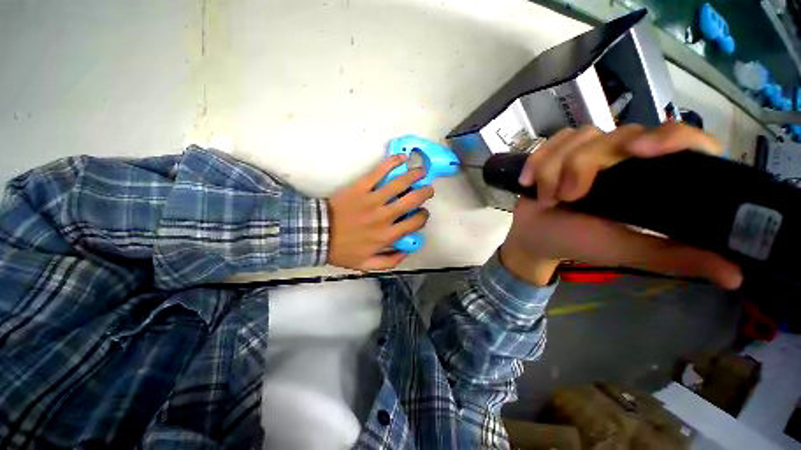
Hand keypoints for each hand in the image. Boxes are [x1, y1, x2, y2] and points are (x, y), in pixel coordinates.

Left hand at [328, 155, 433, 269]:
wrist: (317, 234)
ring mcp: (373, 199)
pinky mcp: (361, 187)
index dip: (423, 217)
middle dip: (425, 192)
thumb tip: (406, 252)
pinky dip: (392, 163)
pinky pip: (378, 172)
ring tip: (421, 170)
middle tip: (427, 189)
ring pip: (400, 184)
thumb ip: (390, 262)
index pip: (415, 223)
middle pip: (412, 200)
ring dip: (414, 175)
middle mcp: (384, 216)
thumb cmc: (342, 250)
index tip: (421, 213)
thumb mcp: (366, 265)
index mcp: (387, 235)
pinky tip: (401, 158)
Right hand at [500, 123, 742, 288]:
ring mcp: (589, 151)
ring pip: (579, 137)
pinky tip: (529, 181)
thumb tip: (736, 275)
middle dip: (583, 166)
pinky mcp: (558, 151)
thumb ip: (674, 257)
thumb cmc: (578, 243)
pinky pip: (551, 141)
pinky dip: (538, 161)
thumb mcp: (626, 250)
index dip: (672, 137)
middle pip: (617, 135)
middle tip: (568, 198)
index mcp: (650, 179)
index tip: (642, 151)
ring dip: (554, 170)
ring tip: (548, 198)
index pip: (683, 139)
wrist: (534, 236)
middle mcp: (625, 157)